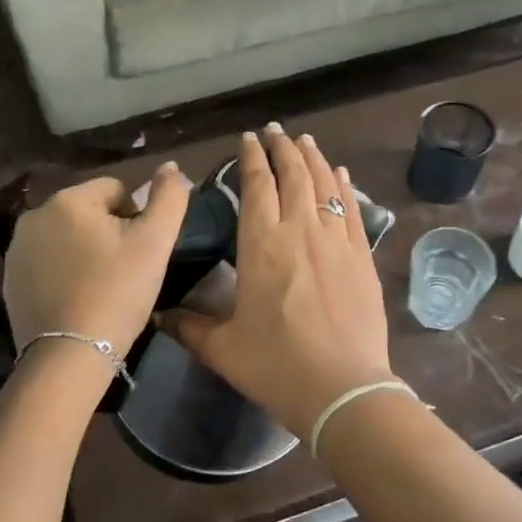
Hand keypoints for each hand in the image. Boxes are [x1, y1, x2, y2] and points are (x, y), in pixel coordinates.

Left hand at [3, 165, 190, 355]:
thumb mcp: (155, 243)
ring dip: (85, 250)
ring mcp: (17, 248)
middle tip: (123, 271)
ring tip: (101, 286)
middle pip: (89, 211)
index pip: (116, 190)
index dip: (135, 218)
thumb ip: (169, 197)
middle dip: (108, 232)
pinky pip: (48, 261)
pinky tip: (77, 298)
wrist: (68, 356)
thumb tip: (171, 167)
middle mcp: (35, 215)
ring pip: (68, 236)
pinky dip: (64, 271)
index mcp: (69, 199)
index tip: (138, 253)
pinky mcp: (9, 279)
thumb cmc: (117, 293)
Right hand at [164, 127, 392, 436]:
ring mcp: (335, 240)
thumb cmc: (276, 366)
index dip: (251, 159)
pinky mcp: (362, 256)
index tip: (248, 140)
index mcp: (261, 244)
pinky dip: (343, 185)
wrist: (343, 389)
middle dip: (282, 148)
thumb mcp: (223, 348)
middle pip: (293, 174)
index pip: (256, 186)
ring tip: (304, 141)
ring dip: (312, 158)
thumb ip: (189, 326)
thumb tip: (159, 314)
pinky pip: (351, 209)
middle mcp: (300, 230)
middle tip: (275, 131)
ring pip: (324, 184)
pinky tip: (340, 173)